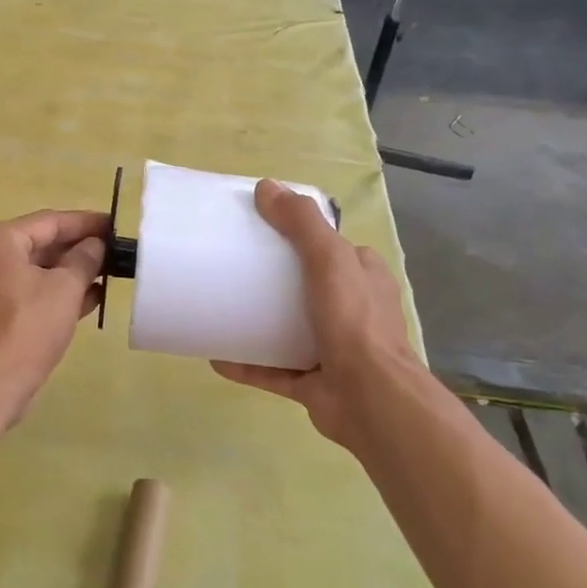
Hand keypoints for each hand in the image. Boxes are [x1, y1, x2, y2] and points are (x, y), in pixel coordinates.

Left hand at [0, 209, 108, 422]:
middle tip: (116, 251)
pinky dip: (54, 293)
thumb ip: (84, 259)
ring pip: (35, 270)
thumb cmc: (26, 329)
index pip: (49, 221)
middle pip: (40, 244)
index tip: (115, 225)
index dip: (86, 223)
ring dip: (71, 273)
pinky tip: (89, 299)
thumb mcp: (64, 289)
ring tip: (109, 274)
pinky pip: (27, 292)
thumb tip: (96, 245)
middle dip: (79, 249)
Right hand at [212, 180, 422, 451]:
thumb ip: (301, 223)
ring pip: (290, 330)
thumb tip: (267, 187)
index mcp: (364, 279)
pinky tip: (216, 356)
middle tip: (235, 268)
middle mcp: (353, 312)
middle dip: (274, 280)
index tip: (262, 229)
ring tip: (222, 308)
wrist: (370, 400)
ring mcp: (333, 350)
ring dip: (259, 322)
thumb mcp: (330, 259)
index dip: (302, 236)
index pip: (333, 249)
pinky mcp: (313, 383)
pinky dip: (247, 362)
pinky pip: (273, 369)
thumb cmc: (354, 322)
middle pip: (307, 288)